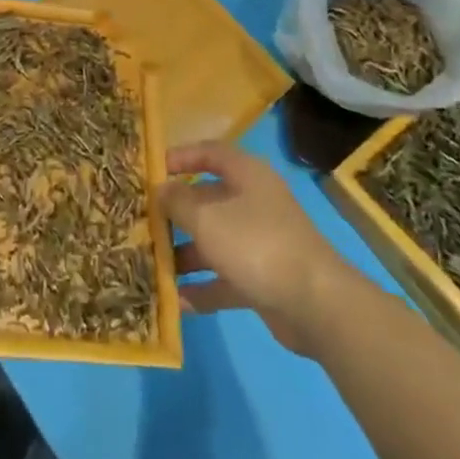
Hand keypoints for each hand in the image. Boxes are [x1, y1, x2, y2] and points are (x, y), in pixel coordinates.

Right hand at [160, 140, 346, 354]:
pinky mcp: (263, 280)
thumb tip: (159, 190)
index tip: (152, 170)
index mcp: (246, 175)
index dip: (181, 156)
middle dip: (176, 212)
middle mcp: (253, 203)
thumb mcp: (207, 218)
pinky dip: (204, 287)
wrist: (316, 306)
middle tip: (143, 222)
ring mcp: (260, 243)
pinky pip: (225, 277)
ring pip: (214, 241)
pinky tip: (177, 302)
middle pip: (207, 200)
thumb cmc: (257, 244)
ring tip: (151, 263)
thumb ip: (177, 202)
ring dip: (185, 252)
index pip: (210, 153)